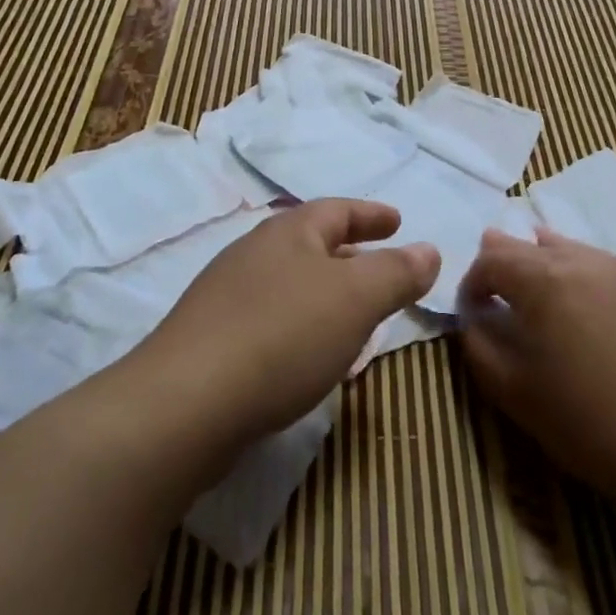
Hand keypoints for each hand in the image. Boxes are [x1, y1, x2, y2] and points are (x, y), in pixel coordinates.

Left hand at [131, 200, 439, 449]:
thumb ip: (396, 273)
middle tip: (380, 264)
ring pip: (290, 282)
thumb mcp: (356, 299)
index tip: (398, 220)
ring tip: (352, 311)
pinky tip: (309, 353)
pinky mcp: (211, 339)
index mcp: (288, 233)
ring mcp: (226, 296)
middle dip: (349, 252)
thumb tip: (429, 249)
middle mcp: (254, 254)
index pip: (338, 210)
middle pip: (310, 243)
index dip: (371, 214)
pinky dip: (301, 323)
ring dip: (324, 290)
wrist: (186, 404)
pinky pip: (271, 318)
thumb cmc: (282, 336)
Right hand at [457, 227, 615, 506]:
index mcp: (543, 282)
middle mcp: (585, 263)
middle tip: (495, 276)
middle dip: (507, 260)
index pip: (493, 261)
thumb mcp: (515, 393)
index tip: (470, 310)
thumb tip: (473, 318)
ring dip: (554, 254)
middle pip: (533, 248)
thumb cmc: (589, 424)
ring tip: (541, 255)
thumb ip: (480, 346)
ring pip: (581, 250)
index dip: (473, 281)